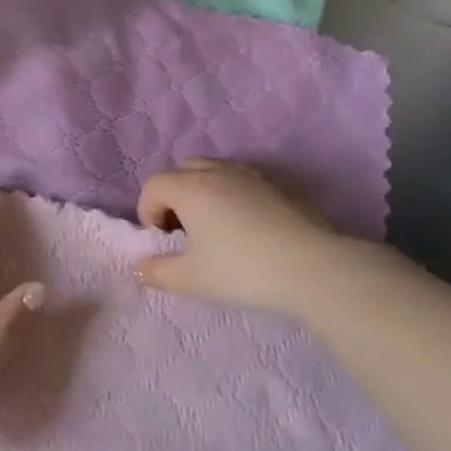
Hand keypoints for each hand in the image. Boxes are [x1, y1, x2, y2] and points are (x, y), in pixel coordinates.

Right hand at [134, 158, 347, 315]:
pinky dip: (232, 197)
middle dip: (173, 197)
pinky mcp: (279, 187)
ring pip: (215, 172)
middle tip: (183, 232)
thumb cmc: (242, 270)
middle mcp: (218, 172)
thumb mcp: (192, 279)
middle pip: (182, 170)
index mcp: (191, 188)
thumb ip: (157, 272)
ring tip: (213, 229)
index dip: (147, 211)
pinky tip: (246, 230)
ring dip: (203, 194)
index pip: (154, 185)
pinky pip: (242, 182)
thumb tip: (138, 267)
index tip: (161, 241)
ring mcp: (252, 176)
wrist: (312, 268)